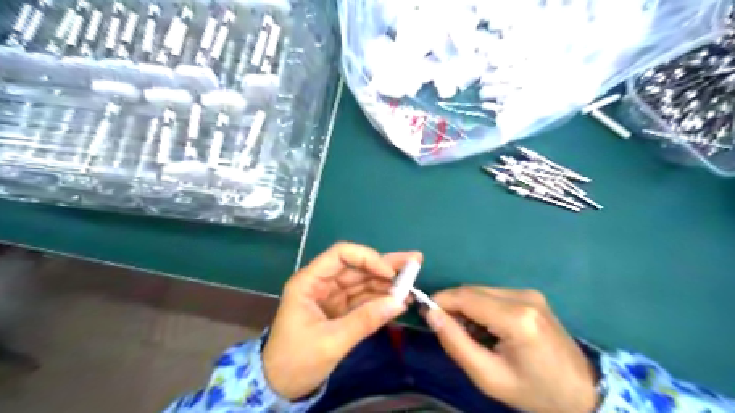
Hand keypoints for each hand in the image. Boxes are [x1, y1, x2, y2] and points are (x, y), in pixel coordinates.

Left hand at [263, 242, 418, 399]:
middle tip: (415, 260)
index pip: (340, 255)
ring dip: (387, 282)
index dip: (367, 258)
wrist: (282, 387)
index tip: (389, 274)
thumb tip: (400, 303)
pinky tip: (400, 298)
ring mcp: (332, 296)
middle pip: (357, 266)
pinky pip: (363, 298)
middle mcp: (322, 283)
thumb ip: (365, 320)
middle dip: (385, 265)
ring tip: (413, 280)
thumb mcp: (331, 342)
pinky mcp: (340, 309)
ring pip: (363, 281)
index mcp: (309, 282)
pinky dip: (381, 298)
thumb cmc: (297, 361)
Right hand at [426, 285, 595, 412]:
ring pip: (480, 291)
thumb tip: (430, 314)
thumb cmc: (534, 392)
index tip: (426, 316)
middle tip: (449, 331)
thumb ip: (456, 343)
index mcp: (516, 318)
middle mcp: (523, 297)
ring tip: (470, 334)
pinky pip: (493, 294)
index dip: (440, 301)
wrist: (582, 393)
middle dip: (453, 306)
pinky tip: (487, 328)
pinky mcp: (531, 295)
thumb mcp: (488, 377)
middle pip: (471, 291)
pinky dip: (481, 307)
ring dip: (466, 307)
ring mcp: (529, 293)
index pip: (465, 297)